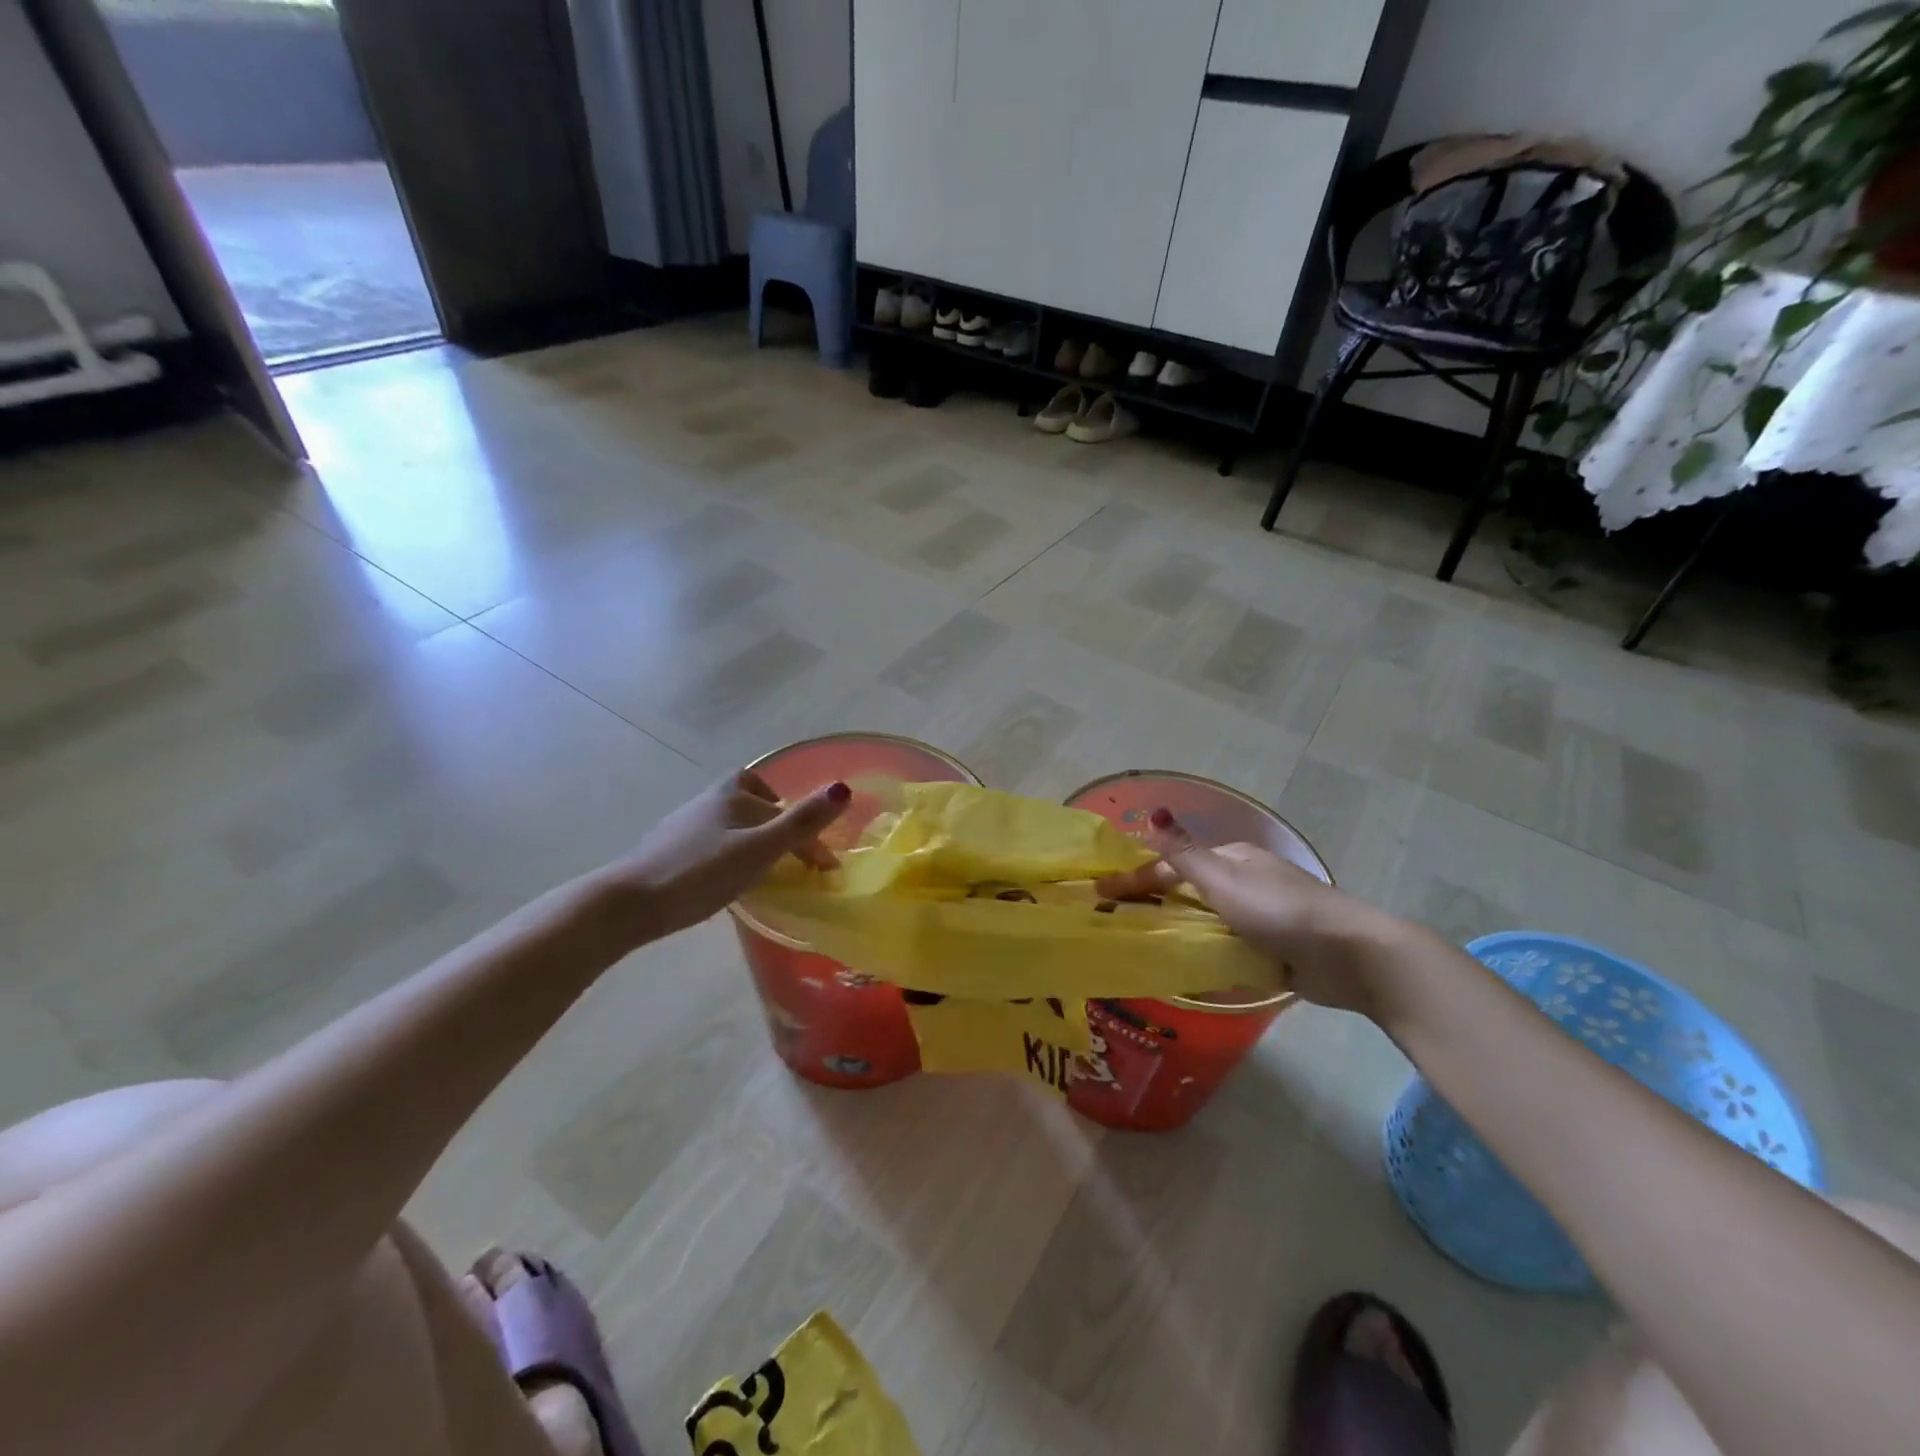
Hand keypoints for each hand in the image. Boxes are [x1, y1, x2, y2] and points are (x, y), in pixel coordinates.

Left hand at [606, 772, 849, 937]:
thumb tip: (844, 788)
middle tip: (797, 859)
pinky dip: (734, 853)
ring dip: (757, 840)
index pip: (785, 808)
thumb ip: (802, 822)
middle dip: (781, 825)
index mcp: (734, 792)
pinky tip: (730, 878)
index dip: (809, 835)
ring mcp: (687, 823)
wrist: (629, 902)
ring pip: (735, 824)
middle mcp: (711, 799)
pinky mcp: (672, 848)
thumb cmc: (701, 871)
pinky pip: (716, 842)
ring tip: (768, 869)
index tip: (824, 869)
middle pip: (757, 805)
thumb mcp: (760, 848)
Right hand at [1093, 808, 1404, 1015]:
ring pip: (1209, 921)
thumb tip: (1153, 813)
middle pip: (1190, 892)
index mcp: (1233, 858)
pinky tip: (1190, 972)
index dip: (1135, 878)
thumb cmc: (1278, 910)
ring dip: (1181, 932)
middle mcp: (1246, 881)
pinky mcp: (1275, 948)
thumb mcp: (1223, 879)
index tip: (1101, 896)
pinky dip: (1209, 956)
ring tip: (1146, 951)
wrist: (1348, 954)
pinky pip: (1230, 948)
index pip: (1173, 865)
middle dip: (1156, 904)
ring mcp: (1263, 916)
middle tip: (1119, 924)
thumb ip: (1183, 853)